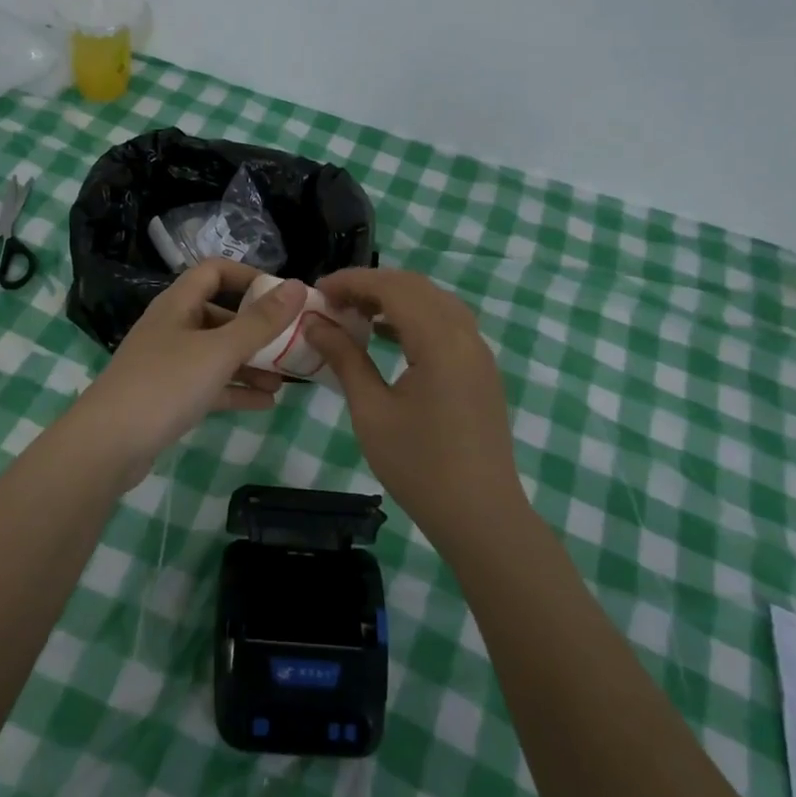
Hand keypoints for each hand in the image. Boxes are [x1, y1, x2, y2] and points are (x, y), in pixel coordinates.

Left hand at [71, 261, 306, 484]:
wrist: (107, 445)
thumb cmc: (165, 384)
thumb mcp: (220, 350)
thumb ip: (261, 321)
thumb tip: (298, 285)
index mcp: (178, 304)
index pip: (215, 271)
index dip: (248, 276)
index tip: (282, 295)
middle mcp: (172, 327)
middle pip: (220, 315)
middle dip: (257, 329)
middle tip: (292, 343)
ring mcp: (168, 363)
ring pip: (217, 353)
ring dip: (250, 363)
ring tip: (285, 379)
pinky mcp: (168, 396)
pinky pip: (209, 385)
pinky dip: (236, 390)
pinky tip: (266, 402)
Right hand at [304, 268, 525, 546]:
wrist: (481, 516)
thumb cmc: (419, 466)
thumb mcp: (371, 410)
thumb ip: (344, 358)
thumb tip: (314, 323)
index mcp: (440, 340)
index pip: (392, 287)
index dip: (352, 281)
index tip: (317, 290)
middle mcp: (465, 335)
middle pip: (416, 287)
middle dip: (371, 285)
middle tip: (332, 301)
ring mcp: (478, 351)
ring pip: (434, 302)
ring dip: (394, 299)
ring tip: (355, 314)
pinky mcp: (480, 369)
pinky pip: (447, 323)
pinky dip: (414, 317)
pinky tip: (387, 336)